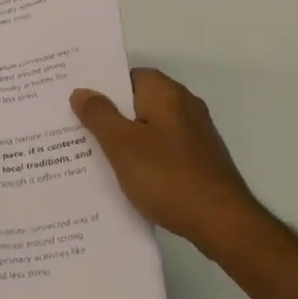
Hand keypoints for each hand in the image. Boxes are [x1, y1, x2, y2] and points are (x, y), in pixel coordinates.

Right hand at [71, 68, 270, 257]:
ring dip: (125, 138)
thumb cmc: (167, 177)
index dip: (102, 86)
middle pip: (138, 101)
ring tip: (92, 154)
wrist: (222, 222)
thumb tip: (82, 91)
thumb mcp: (121, 145)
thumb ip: (99, 115)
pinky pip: (162, 148)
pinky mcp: (199, 159)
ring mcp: (195, 134)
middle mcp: (184, 106)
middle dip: (109, 114)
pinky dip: (143, 156)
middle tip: (75, 128)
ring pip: (149, 127)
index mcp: (166, 94)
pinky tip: (125, 176)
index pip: (129, 76)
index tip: (76, 101)